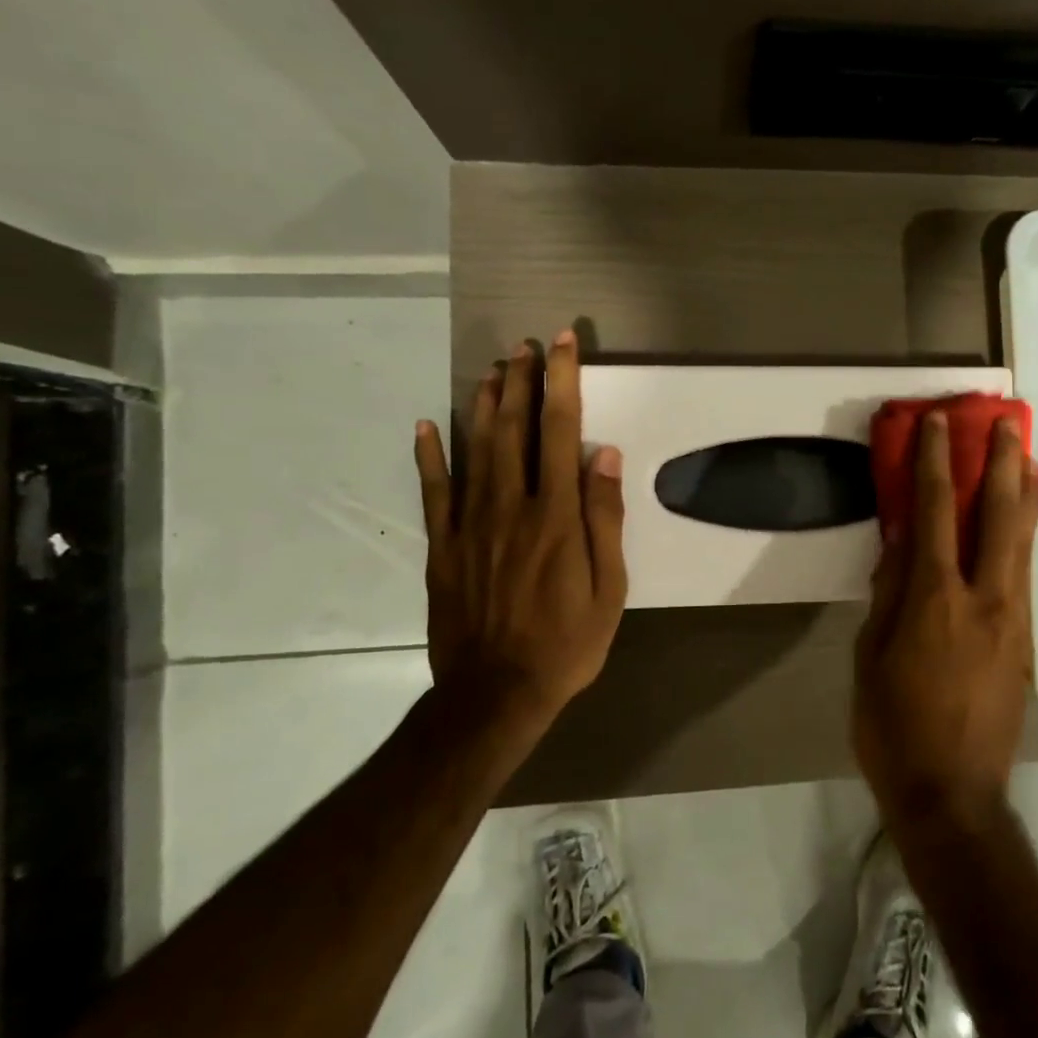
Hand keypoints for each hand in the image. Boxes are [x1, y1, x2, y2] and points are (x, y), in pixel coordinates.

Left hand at [413, 330, 626, 722]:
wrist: (495, 694)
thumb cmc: (567, 643)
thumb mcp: (610, 589)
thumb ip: (605, 519)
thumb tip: (604, 455)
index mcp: (557, 516)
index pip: (560, 432)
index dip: (562, 382)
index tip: (563, 344)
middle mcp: (511, 507)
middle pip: (513, 429)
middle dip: (521, 380)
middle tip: (524, 345)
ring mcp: (470, 525)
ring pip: (475, 449)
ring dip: (484, 404)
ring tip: (493, 369)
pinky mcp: (443, 546)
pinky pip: (434, 491)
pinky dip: (430, 455)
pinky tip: (428, 424)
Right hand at [854, 411, 1037, 836]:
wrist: (953, 794)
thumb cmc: (892, 728)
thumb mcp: (870, 658)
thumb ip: (887, 594)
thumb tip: (900, 542)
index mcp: (936, 600)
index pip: (936, 513)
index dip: (936, 463)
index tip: (937, 424)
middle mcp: (984, 598)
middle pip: (999, 515)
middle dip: (1002, 463)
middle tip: (1006, 422)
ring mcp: (1012, 619)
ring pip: (1024, 541)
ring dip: (1026, 493)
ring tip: (1029, 454)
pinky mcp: (1024, 640)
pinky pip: (1026, 572)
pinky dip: (1028, 536)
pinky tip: (1027, 520)